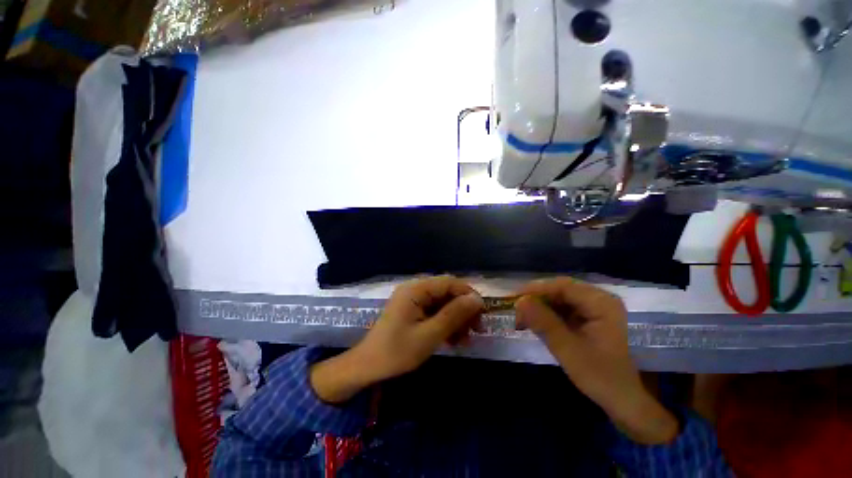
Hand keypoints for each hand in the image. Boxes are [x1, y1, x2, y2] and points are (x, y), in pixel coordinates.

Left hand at [311, 276, 484, 403]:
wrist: (368, 367)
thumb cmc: (397, 352)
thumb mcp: (429, 335)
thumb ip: (453, 315)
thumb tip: (477, 299)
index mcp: (415, 290)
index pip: (449, 282)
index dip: (468, 294)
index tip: (482, 313)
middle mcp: (415, 290)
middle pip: (446, 292)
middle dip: (463, 310)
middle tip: (476, 330)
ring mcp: (413, 300)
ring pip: (442, 303)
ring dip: (456, 319)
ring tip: (465, 340)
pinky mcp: (413, 311)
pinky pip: (434, 312)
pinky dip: (445, 324)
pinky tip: (453, 340)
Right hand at [515, 278, 678, 444]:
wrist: (621, 400)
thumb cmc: (599, 376)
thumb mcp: (567, 349)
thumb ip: (543, 322)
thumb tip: (519, 301)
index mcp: (601, 302)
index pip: (563, 286)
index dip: (536, 289)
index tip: (514, 298)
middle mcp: (599, 299)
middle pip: (560, 290)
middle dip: (536, 299)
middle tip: (516, 310)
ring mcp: (594, 308)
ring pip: (559, 298)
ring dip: (539, 307)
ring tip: (521, 318)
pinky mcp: (588, 317)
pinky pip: (562, 308)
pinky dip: (546, 314)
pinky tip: (534, 322)